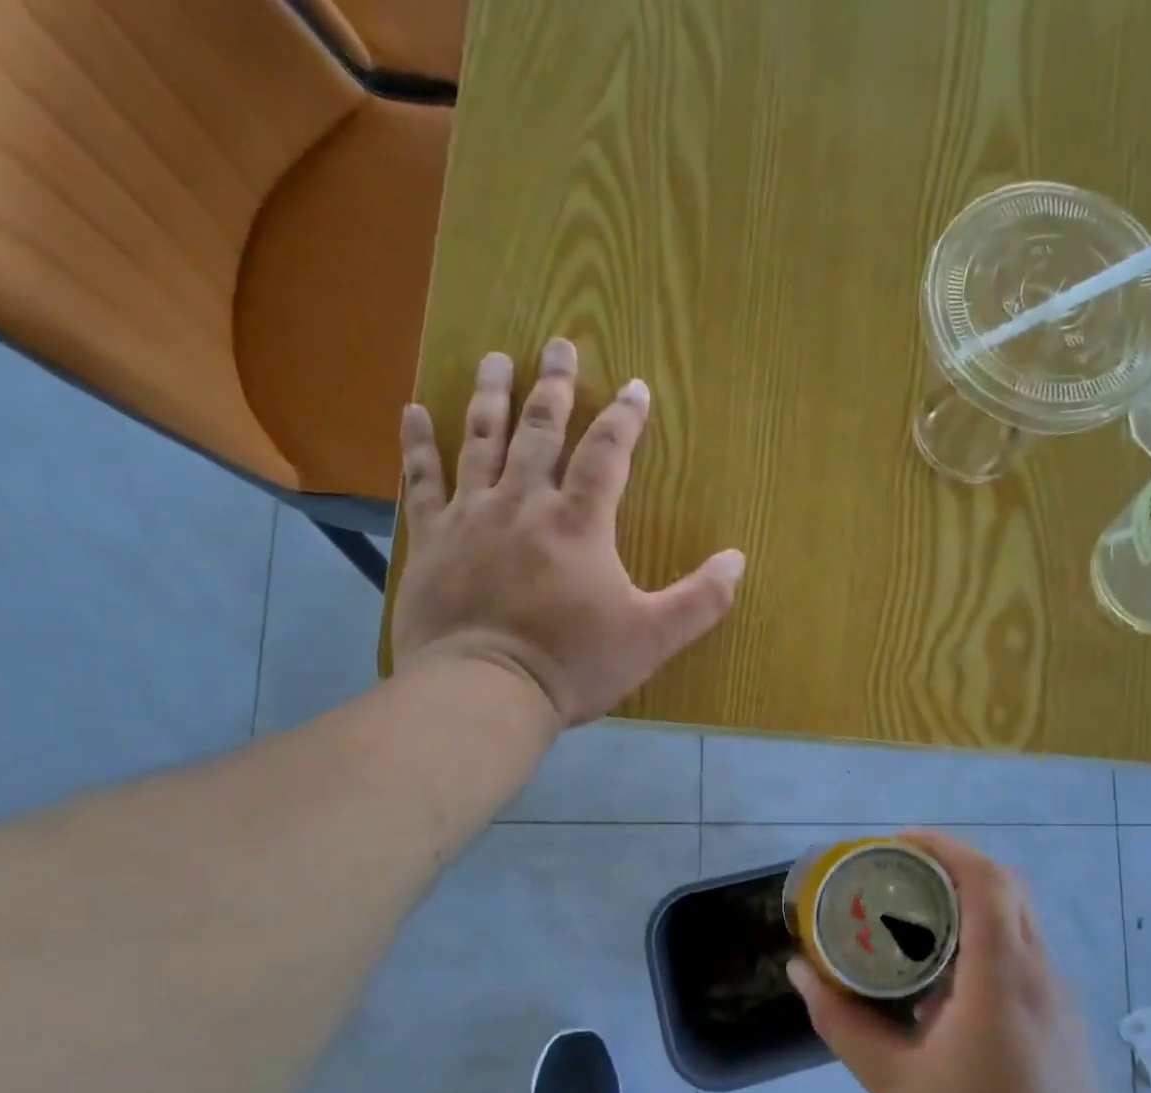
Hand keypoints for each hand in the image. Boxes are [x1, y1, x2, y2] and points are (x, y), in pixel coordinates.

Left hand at [391, 339, 744, 725]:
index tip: (635, 386)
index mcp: (579, 523)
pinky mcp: (431, 540)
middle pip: (540, 430)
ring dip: (491, 396)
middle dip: (553, 386)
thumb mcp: (652, 638)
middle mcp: (524, 503)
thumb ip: (700, 600)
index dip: (624, 417)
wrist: (484, 691)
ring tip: (497, 358)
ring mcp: (471, 517)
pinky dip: (418, 444)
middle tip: (557, 343)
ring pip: (481, 441)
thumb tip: (737, 560)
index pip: (607, 454)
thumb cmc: (573, 664)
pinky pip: (422, 480)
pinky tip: (413, 411)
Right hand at [789, 832, 1115, 1092]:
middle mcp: (1039, 975)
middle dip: (952, 866)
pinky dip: (986, 937)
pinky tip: (945, 977)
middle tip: (898, 876)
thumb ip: (842, 1020)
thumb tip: (799, 971)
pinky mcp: (1064, 1019)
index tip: (898, 844)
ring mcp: (1060, 997)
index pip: (987, 882)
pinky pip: (1024, 952)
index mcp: (1000, 982)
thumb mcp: (892, 1083)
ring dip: (970, 901)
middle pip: (1006, 888)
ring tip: (914, 918)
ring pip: (1018, 918)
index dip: (945, 848)